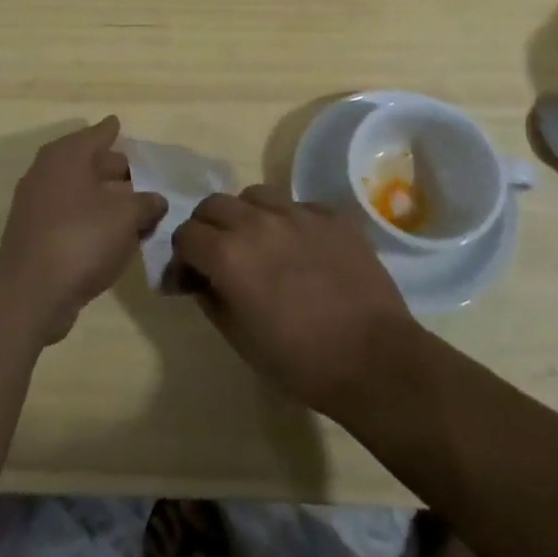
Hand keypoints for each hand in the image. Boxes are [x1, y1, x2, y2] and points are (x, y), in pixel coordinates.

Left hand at [0, 117, 167, 344]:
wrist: (31, 292)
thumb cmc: (82, 238)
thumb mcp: (127, 217)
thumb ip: (146, 203)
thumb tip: (156, 200)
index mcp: (67, 155)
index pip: (97, 134)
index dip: (112, 130)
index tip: (119, 124)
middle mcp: (47, 171)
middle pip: (87, 161)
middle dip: (113, 167)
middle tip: (140, 174)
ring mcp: (37, 204)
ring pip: (79, 190)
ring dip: (104, 196)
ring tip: (134, 206)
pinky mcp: (35, 234)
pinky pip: (70, 215)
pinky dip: (90, 217)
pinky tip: (112, 233)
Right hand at [172, 185, 414, 417]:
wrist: (374, 359)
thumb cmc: (300, 361)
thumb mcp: (239, 339)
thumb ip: (210, 297)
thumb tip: (198, 278)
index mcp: (228, 254)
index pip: (186, 234)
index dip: (183, 256)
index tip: (192, 277)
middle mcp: (257, 222)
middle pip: (214, 204)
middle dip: (208, 228)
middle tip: (219, 256)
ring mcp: (297, 213)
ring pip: (254, 195)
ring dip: (245, 215)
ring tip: (259, 243)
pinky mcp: (330, 215)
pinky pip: (296, 205)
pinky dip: (287, 221)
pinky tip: (300, 248)